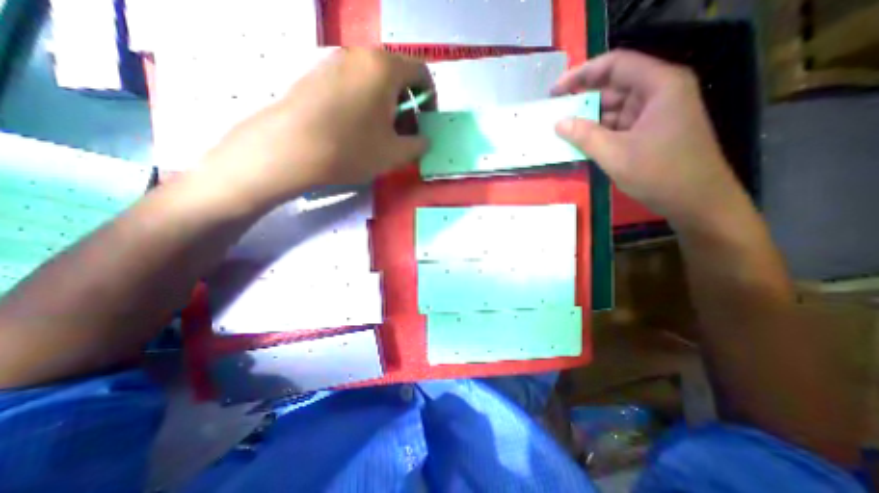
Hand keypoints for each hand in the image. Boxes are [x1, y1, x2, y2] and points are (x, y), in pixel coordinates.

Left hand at [196, 49, 433, 209]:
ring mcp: (334, 62)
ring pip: (373, 81)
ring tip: (380, 134)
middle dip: (407, 105)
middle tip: (404, 133)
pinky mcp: (315, 74)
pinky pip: (352, 85)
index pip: (421, 72)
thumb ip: (418, 145)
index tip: (426, 120)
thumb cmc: (352, 148)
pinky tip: (356, 129)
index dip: (430, 98)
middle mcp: (360, 55)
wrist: (290, 148)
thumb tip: (424, 140)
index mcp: (385, 68)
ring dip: (386, 105)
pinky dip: (364, 103)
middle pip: (396, 76)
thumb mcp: (395, 153)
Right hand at [551, 48, 743, 228]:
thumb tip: (558, 123)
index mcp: (659, 86)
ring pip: (615, 107)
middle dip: (583, 99)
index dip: (581, 74)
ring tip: (562, 129)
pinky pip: (619, 124)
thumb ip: (584, 136)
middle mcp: (659, 92)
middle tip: (555, 112)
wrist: (697, 201)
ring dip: (589, 118)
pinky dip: (599, 131)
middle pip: (614, 85)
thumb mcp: (615, 155)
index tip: (555, 90)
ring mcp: (655, 112)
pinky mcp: (651, 130)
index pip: (615, 65)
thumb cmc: (660, 174)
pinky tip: (581, 141)